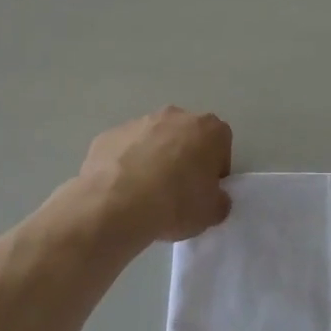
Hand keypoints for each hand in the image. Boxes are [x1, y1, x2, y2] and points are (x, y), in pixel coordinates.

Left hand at [78, 106, 232, 243]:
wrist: (116, 203)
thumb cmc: (175, 203)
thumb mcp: (211, 214)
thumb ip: (219, 201)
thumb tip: (214, 199)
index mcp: (209, 129)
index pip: (221, 145)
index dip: (215, 170)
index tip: (205, 191)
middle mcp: (175, 116)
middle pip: (186, 137)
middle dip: (184, 159)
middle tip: (177, 192)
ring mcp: (139, 122)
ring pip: (154, 141)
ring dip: (154, 160)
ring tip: (146, 194)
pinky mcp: (109, 134)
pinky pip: (126, 150)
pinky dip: (126, 165)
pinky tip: (122, 191)